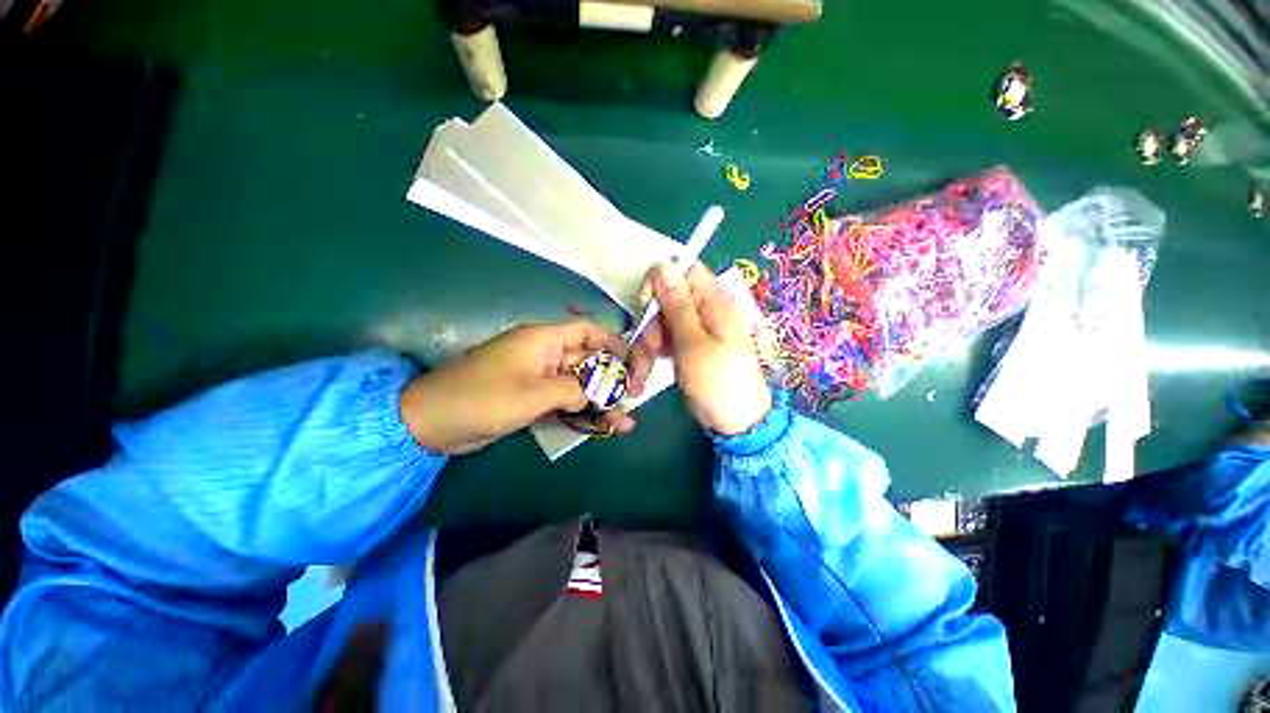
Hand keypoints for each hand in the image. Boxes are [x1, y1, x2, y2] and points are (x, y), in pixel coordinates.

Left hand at [401, 322, 634, 453]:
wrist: (432, 423)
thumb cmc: (483, 398)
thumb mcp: (533, 393)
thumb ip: (571, 390)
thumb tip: (593, 394)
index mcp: (543, 340)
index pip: (587, 332)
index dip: (613, 342)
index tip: (634, 362)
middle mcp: (545, 355)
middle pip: (588, 362)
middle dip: (613, 379)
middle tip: (636, 397)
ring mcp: (539, 379)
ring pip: (579, 386)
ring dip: (601, 402)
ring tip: (626, 421)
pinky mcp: (533, 399)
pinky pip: (565, 402)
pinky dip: (583, 414)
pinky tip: (604, 428)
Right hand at [628, 261, 771, 435]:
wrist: (737, 422)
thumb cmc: (718, 383)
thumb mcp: (693, 344)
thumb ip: (677, 305)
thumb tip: (663, 264)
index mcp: (714, 301)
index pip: (683, 268)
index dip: (659, 280)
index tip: (646, 305)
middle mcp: (706, 309)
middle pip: (668, 297)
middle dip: (651, 321)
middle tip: (650, 348)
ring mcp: (698, 328)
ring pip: (663, 320)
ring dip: (649, 342)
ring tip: (644, 370)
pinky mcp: (691, 345)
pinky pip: (667, 338)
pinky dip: (655, 352)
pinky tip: (649, 371)